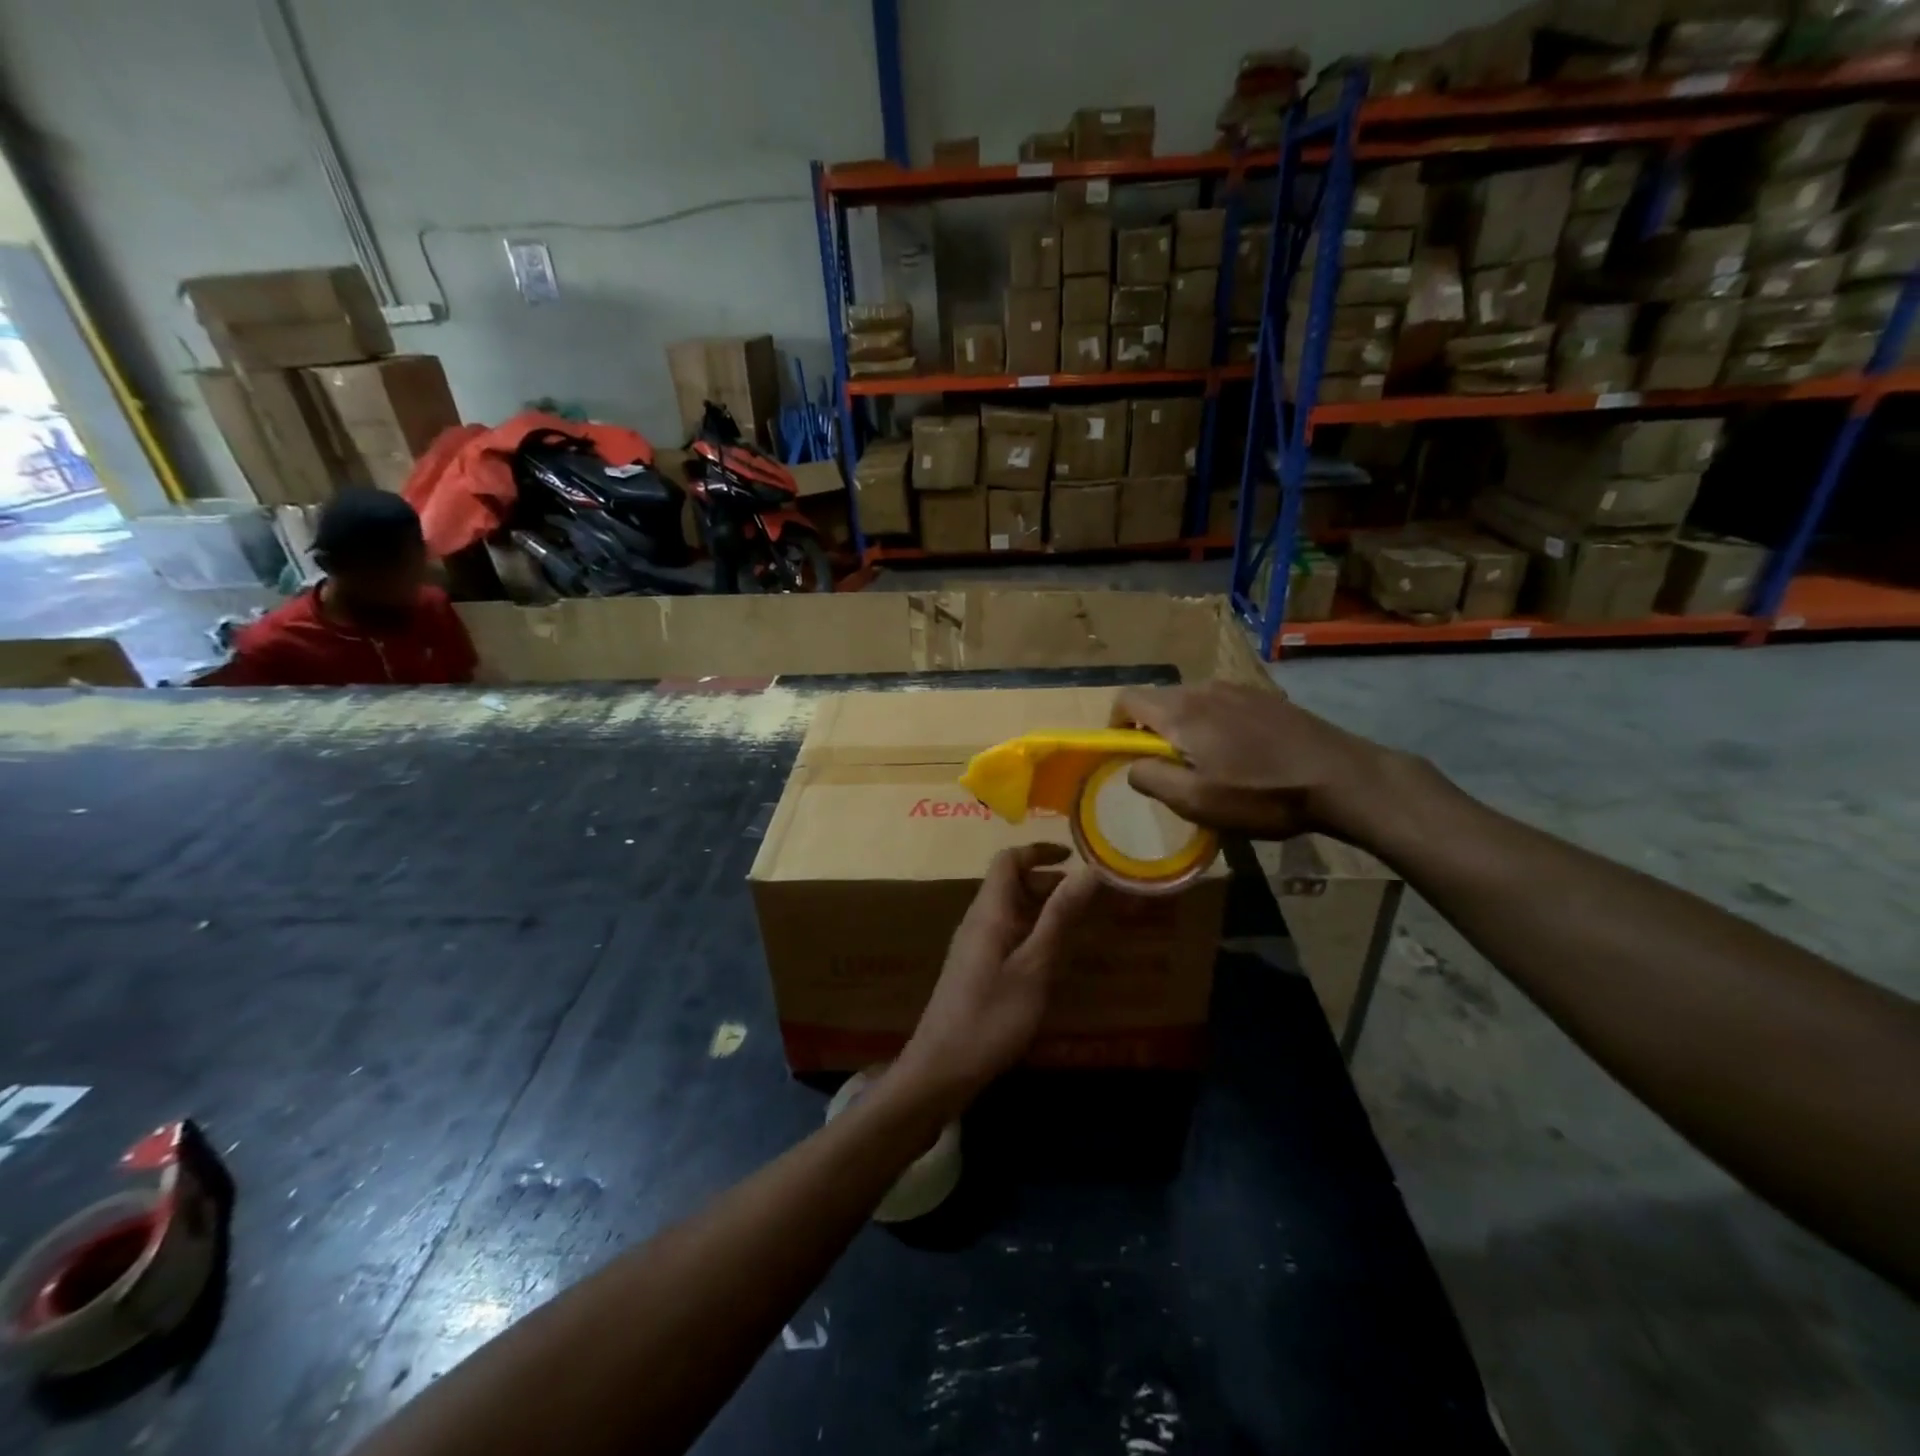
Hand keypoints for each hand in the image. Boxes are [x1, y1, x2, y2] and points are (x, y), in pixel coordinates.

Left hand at [893, 844, 1105, 1113]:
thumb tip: (1089, 870)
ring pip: (1010, 910)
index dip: (1038, 851)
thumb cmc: (992, 1016)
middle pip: (1010, 883)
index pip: (1008, 860)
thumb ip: (1060, 917)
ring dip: (1042, 908)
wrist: (941, 1068)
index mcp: (989, 912)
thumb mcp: (1035, 967)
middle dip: (1048, 881)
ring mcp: (973, 946)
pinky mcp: (974, 969)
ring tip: (1080, 924)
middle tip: (1088, 896)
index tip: (1073, 855)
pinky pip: (1006, 934)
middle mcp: (978, 920)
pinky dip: (1032, 932)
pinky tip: (1053, 958)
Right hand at [1112, 682, 1409, 844]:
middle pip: (1158, 700)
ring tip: (1205, 763)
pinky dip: (1212, 724)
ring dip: (1183, 728)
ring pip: (1191, 702)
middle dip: (1150, 730)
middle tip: (1167, 768)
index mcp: (1181, 712)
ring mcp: (1237, 689)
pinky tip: (1239, 754)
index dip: (1115, 726)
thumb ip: (1152, 779)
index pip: (1127, 700)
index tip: (1125, 755)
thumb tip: (1130, 766)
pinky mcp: (1264, 697)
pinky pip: (1220, 704)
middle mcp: (1204, 690)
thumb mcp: (1197, 801)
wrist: (1342, 777)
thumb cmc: (1263, 794)